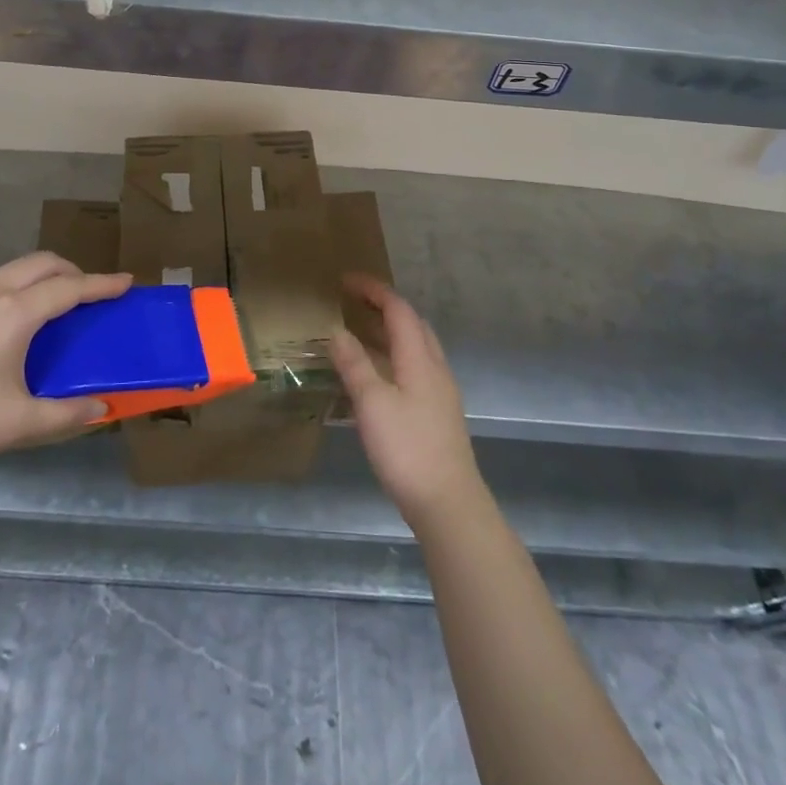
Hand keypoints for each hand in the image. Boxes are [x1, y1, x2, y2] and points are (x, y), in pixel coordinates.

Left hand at [0, 253, 132, 488]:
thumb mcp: (16, 425)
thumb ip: (65, 416)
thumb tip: (101, 409)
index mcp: (15, 313)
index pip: (70, 288)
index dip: (102, 284)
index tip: (128, 282)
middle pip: (43, 263)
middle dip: (75, 271)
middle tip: (93, 297)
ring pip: (18, 268)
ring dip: (46, 275)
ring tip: (60, 306)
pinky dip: (23, 284)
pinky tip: (19, 321)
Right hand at [329, 276, 484, 529]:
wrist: (448, 504)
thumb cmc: (407, 448)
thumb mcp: (372, 403)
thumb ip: (354, 364)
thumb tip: (336, 330)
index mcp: (419, 358)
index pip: (398, 309)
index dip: (373, 290)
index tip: (346, 280)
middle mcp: (434, 367)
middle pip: (412, 323)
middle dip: (383, 306)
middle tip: (352, 302)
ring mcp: (440, 391)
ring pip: (415, 347)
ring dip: (389, 332)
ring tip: (359, 333)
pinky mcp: (438, 413)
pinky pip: (415, 368)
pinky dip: (393, 357)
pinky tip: (376, 377)